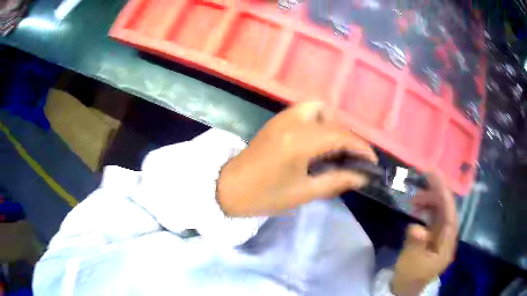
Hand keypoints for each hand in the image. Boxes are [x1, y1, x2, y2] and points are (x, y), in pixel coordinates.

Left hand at [217, 102, 376, 216]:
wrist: (228, 188)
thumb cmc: (264, 196)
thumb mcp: (304, 193)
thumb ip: (337, 181)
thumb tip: (362, 177)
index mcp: (300, 141)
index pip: (341, 136)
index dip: (361, 148)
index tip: (372, 161)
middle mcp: (293, 121)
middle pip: (333, 119)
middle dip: (348, 137)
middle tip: (351, 158)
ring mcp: (282, 117)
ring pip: (318, 108)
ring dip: (332, 124)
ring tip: (333, 148)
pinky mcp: (276, 120)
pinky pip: (305, 111)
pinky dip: (318, 121)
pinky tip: (315, 142)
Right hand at [392, 174, 457, 295]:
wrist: (406, 287)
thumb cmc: (410, 275)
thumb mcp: (411, 261)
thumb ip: (416, 243)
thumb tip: (417, 227)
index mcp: (447, 244)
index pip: (450, 214)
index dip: (445, 195)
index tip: (436, 177)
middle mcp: (448, 237)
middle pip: (447, 210)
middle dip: (437, 194)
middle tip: (423, 180)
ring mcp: (442, 236)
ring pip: (441, 212)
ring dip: (430, 202)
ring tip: (414, 199)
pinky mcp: (434, 237)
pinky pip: (434, 218)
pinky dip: (426, 210)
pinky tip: (417, 209)